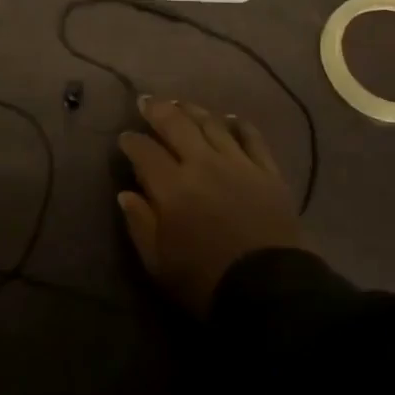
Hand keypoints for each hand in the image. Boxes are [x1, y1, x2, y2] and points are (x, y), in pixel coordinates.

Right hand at [116, 96, 303, 314]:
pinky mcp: (268, 173)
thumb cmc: (205, 281)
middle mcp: (203, 165)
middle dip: (157, 110)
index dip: (131, 141)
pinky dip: (240, 125)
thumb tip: (126, 193)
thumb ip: (139, 223)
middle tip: (145, 102)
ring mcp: (239, 165)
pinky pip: (253, 139)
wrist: (270, 293)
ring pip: (212, 125)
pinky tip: (231, 118)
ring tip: (182, 104)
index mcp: (172, 187)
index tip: (124, 138)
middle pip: (177, 125)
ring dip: (194, 111)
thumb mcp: (158, 262)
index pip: (144, 151)